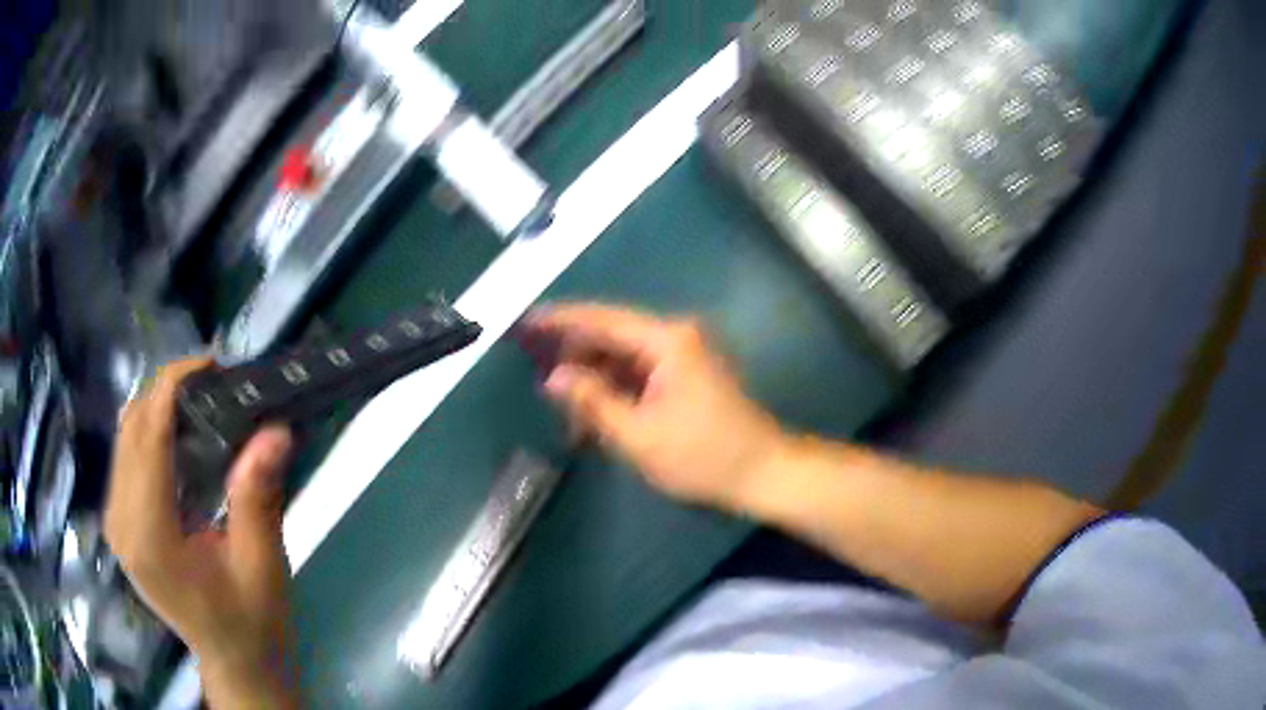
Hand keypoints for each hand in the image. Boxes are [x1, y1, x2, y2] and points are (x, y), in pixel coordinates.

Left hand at [104, 359, 297, 707]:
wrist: (234, 660)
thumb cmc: (252, 622)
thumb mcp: (262, 566)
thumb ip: (258, 498)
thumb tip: (274, 429)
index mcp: (149, 536)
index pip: (146, 436)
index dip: (173, 386)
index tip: (212, 360)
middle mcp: (120, 523)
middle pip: (130, 428)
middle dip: (167, 392)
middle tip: (215, 384)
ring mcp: (115, 523)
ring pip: (124, 436)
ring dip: (159, 410)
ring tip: (202, 405)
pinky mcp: (120, 524)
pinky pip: (126, 457)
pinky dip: (151, 434)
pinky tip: (182, 440)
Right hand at [525, 303, 786, 511]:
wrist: (764, 473)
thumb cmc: (703, 457)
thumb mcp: (639, 436)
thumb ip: (593, 402)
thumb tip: (552, 377)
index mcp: (667, 341)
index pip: (602, 319)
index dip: (561, 320)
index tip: (526, 322)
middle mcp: (677, 335)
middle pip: (612, 336)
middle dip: (576, 360)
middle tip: (543, 388)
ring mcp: (685, 353)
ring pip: (624, 357)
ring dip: (596, 382)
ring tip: (570, 418)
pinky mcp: (688, 373)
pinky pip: (641, 373)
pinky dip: (617, 391)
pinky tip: (598, 418)